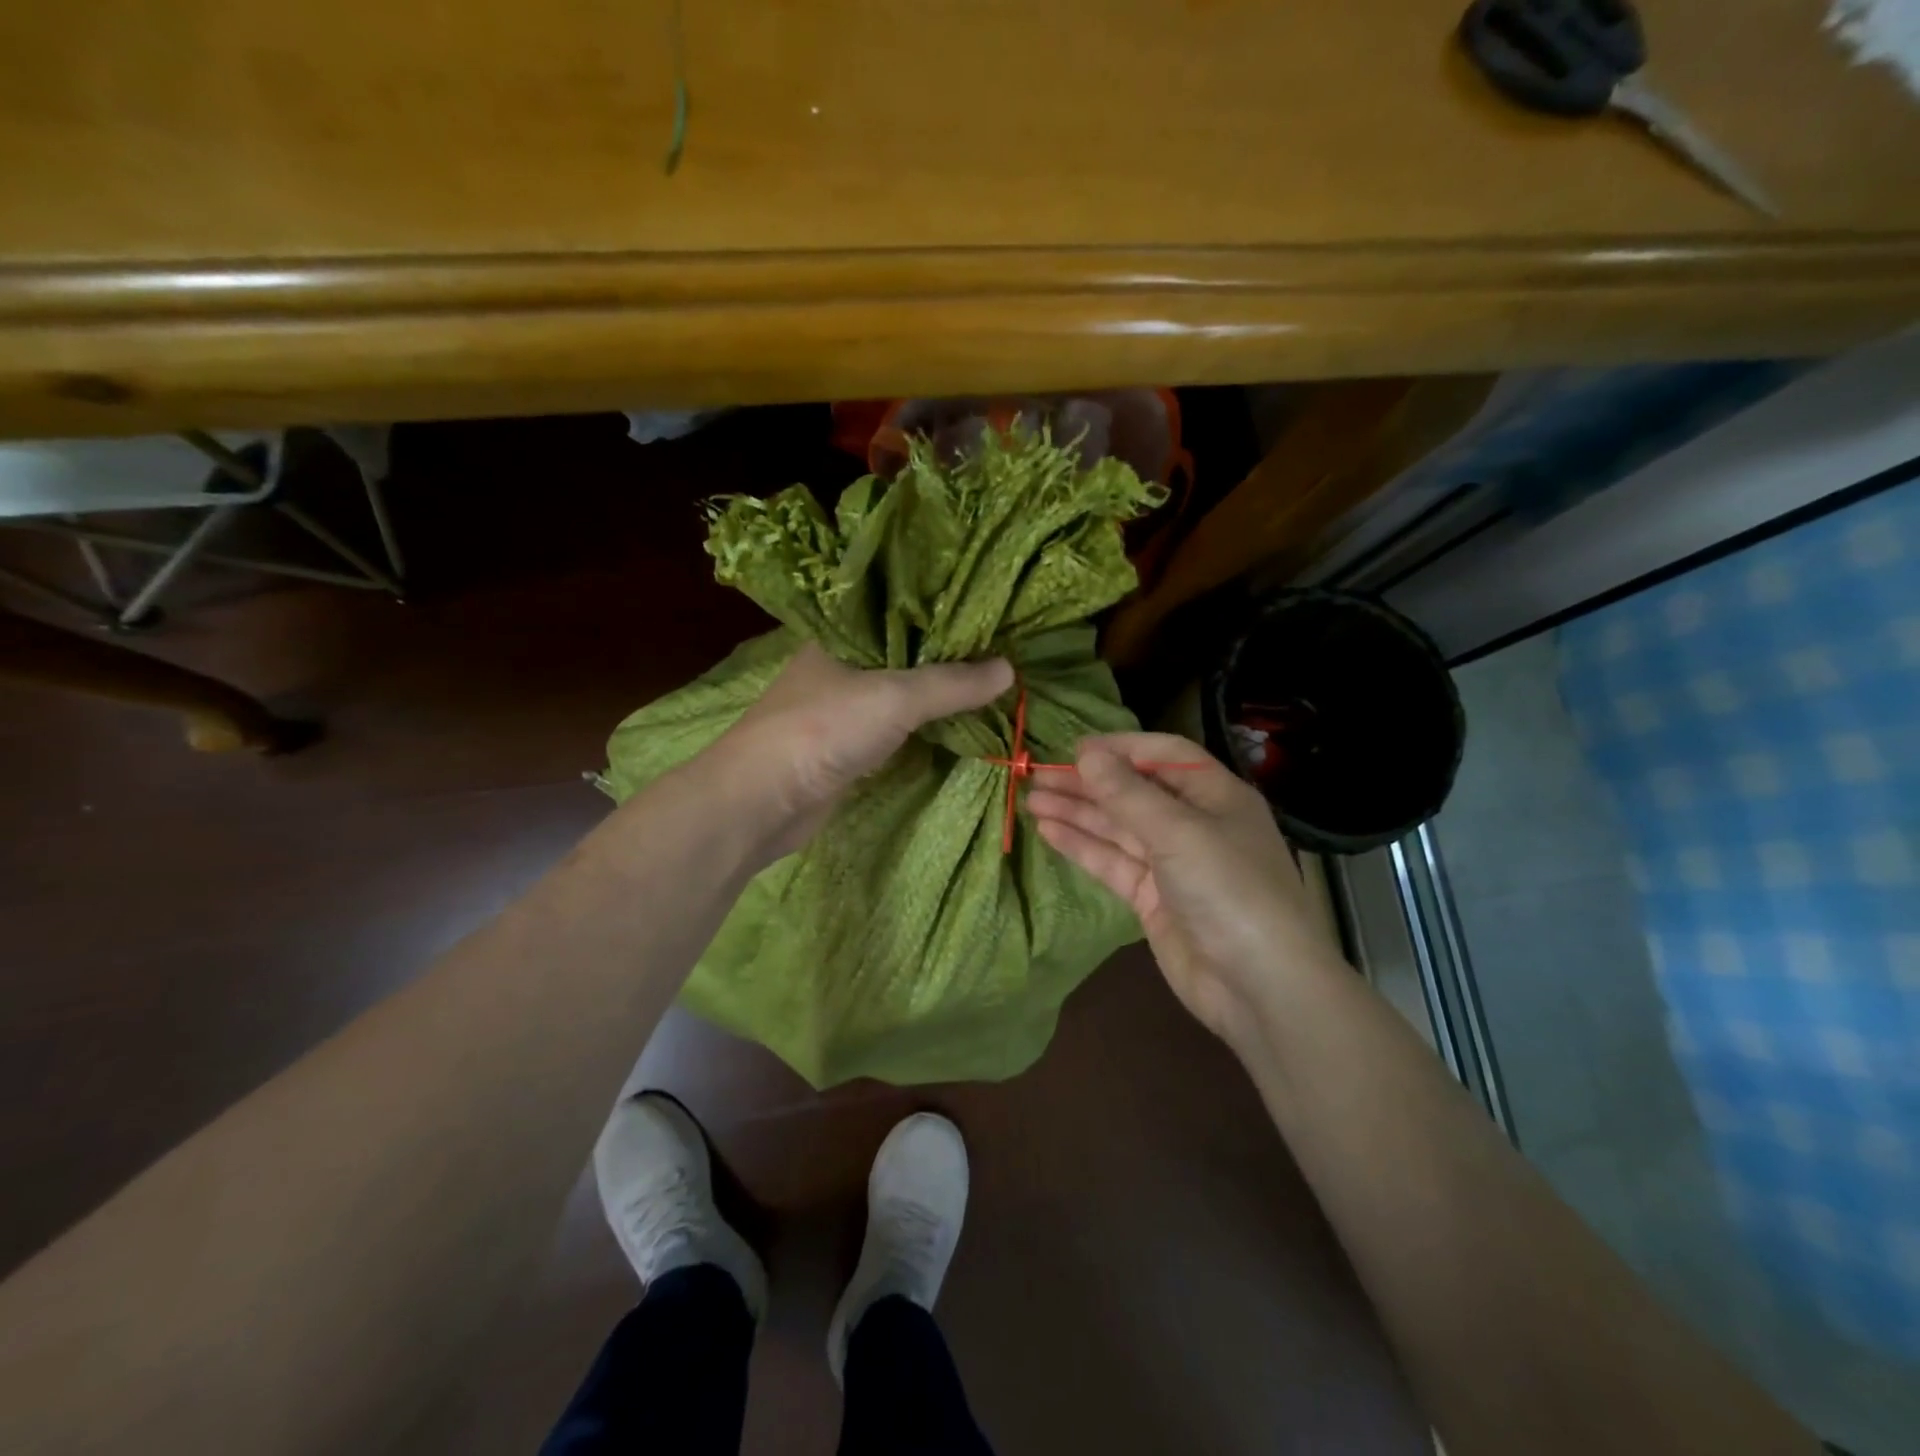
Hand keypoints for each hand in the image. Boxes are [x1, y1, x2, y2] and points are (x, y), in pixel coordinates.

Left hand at [718, 643, 1013, 857]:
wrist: (762, 801)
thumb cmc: (823, 731)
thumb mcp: (895, 698)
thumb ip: (951, 683)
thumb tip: (1009, 669)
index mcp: (841, 636)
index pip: (900, 613)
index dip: (943, 614)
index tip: (989, 616)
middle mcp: (840, 667)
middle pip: (904, 655)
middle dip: (947, 658)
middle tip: (1001, 653)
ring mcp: (841, 710)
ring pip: (899, 695)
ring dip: (937, 696)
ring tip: (989, 686)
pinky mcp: (846, 748)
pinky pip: (894, 729)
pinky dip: (922, 728)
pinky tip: (955, 724)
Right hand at [1025, 733, 1344, 1048]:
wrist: (1259, 986)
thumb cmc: (1229, 890)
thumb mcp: (1179, 832)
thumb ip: (1128, 793)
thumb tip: (1086, 753)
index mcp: (1215, 795)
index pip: (1164, 755)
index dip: (1121, 748)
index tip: (1074, 749)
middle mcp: (1193, 823)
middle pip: (1134, 792)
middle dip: (1088, 784)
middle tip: (1037, 776)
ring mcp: (1172, 863)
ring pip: (1118, 828)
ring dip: (1077, 813)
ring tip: (1032, 801)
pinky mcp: (1152, 898)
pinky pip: (1113, 863)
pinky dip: (1082, 846)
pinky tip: (1049, 832)